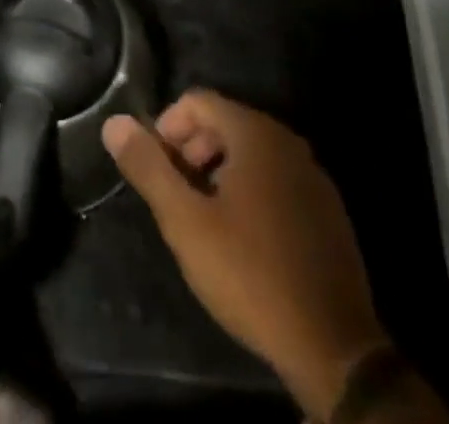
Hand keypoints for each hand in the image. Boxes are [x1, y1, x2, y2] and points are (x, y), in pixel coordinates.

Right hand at [103, 91, 382, 420]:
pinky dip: (251, 190)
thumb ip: (148, 168)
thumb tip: (114, 122)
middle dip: (191, 149)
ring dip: (219, 171)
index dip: (166, 127)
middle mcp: (287, 140)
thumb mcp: (186, 222)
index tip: (154, 170)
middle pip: (225, 122)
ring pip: (251, 152)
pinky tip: (243, 238)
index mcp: (255, 133)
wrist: (334, 347)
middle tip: (174, 196)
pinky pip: (277, 178)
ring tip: (203, 218)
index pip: (197, 100)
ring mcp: (312, 174)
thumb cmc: (250, 274)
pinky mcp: (327, 209)